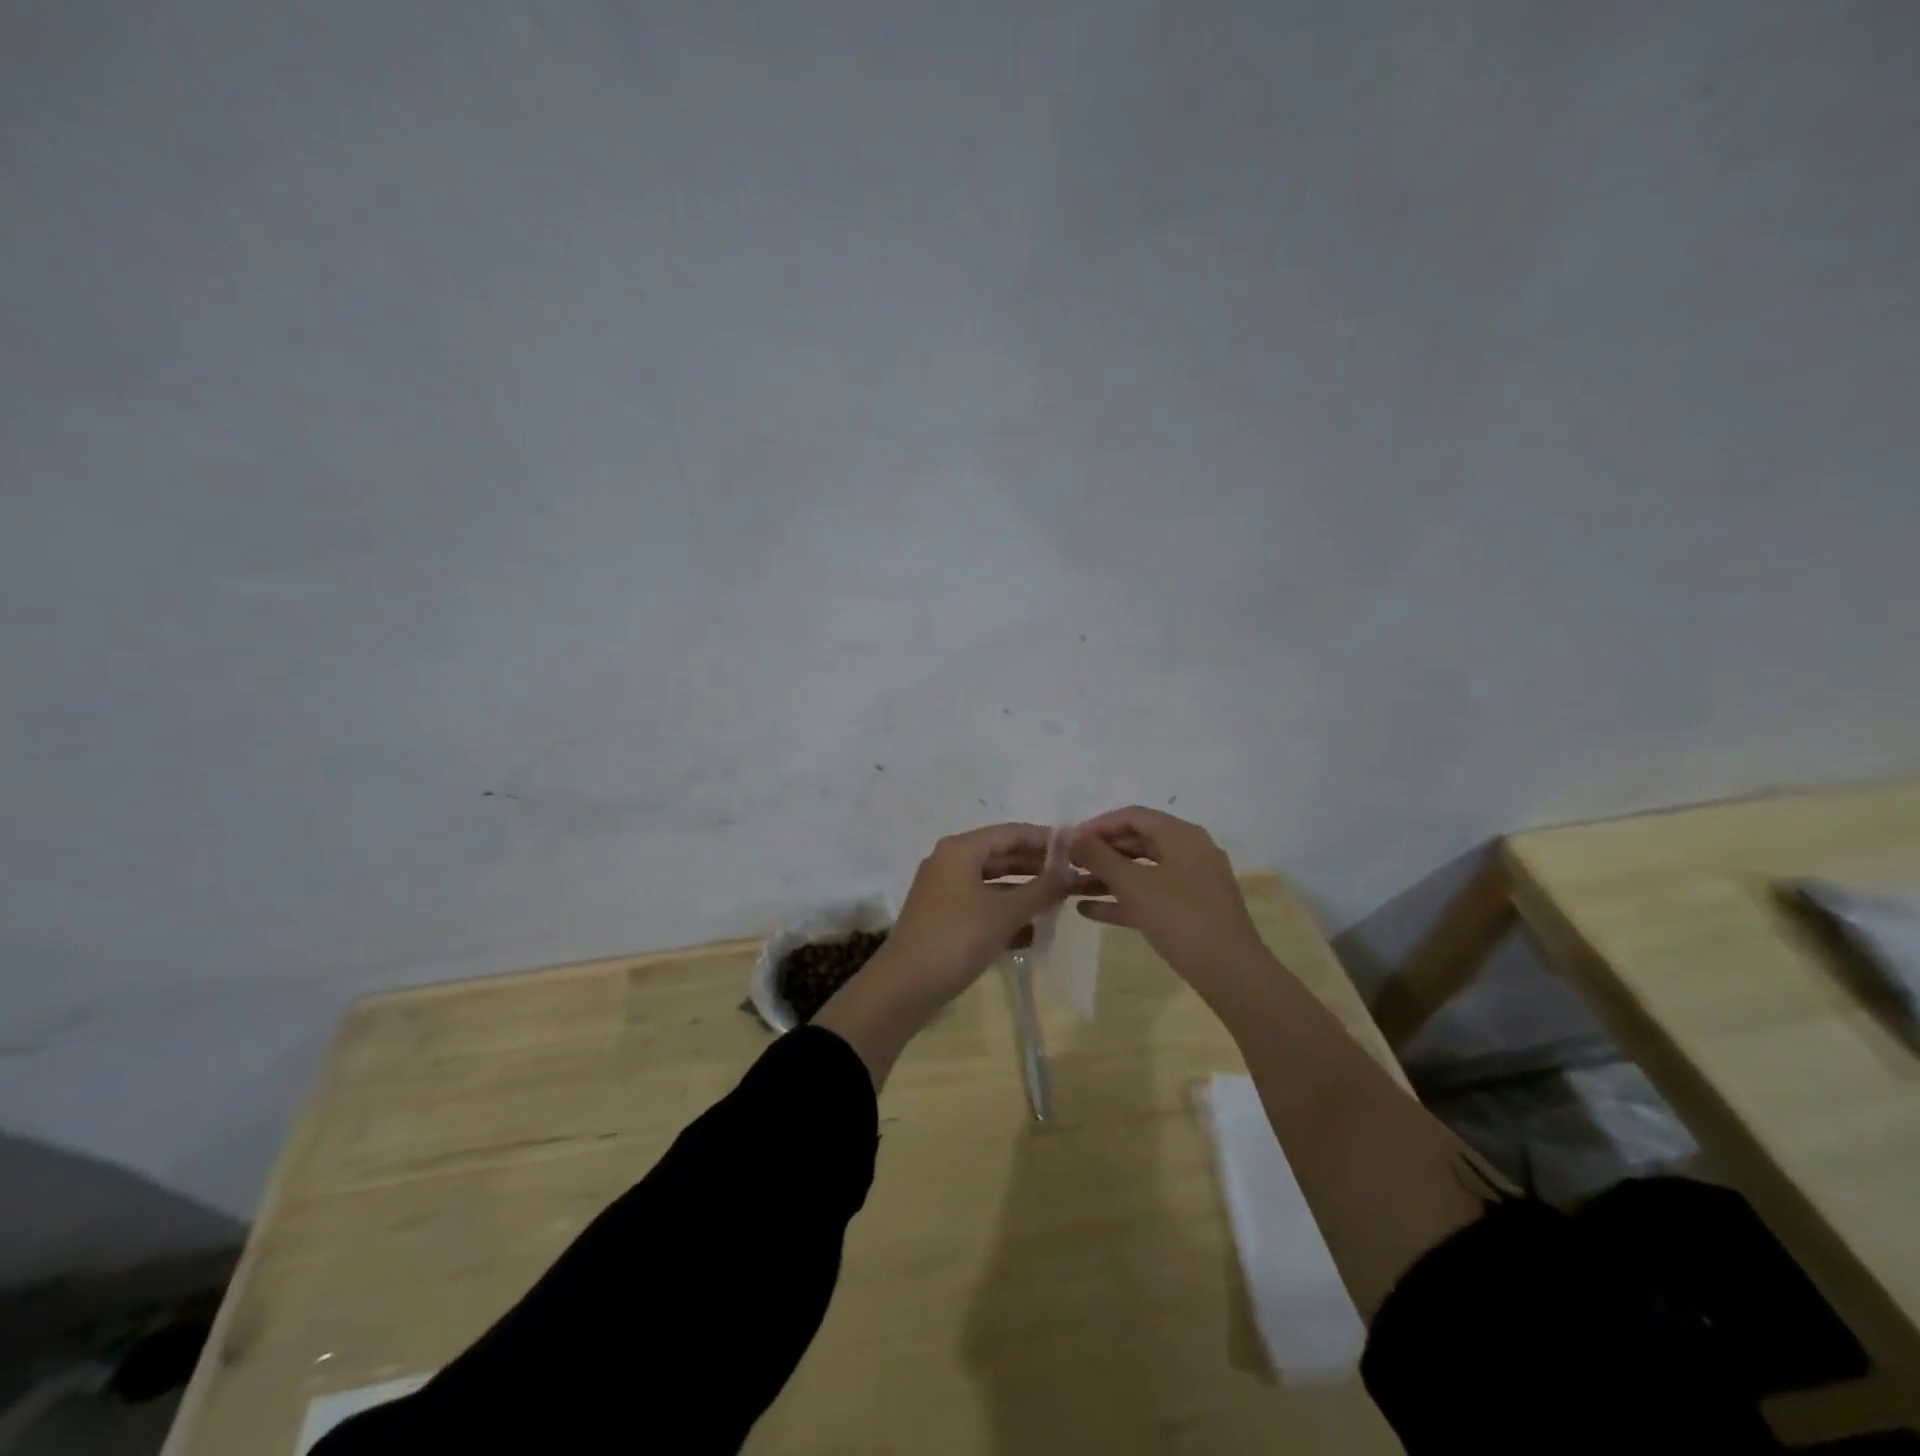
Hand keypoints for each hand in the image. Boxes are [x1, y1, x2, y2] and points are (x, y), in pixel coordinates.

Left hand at [878, 822, 1076, 1004]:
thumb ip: (1042, 890)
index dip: (1045, 840)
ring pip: (992, 882)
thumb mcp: (1004, 913)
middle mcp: (949, 862)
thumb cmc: (956, 939)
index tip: (1078, 850)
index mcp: (960, 850)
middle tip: (1073, 877)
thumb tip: (1072, 871)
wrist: (904, 987)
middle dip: (1036, 866)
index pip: (1011, 833)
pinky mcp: (943, 916)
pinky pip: (982, 904)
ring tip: (1059, 902)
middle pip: (1001, 855)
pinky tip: (1033, 931)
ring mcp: (944, 890)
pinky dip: (1005, 911)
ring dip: (1024, 891)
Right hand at [1070, 807, 1270, 993]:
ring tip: (1069, 888)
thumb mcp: (1133, 885)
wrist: (1231, 974)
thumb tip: (1072, 836)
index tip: (1067, 842)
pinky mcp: (1189, 910)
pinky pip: (1149, 895)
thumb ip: (1099, 857)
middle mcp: (1188, 852)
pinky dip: (1122, 900)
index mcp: (1181, 836)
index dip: (1097, 825)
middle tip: (1067, 864)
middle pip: (1136, 842)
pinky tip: (1089, 912)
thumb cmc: (1180, 918)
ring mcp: (1190, 882)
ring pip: (1141, 871)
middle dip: (1100, 853)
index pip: (1133, 816)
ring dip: (1106, 878)